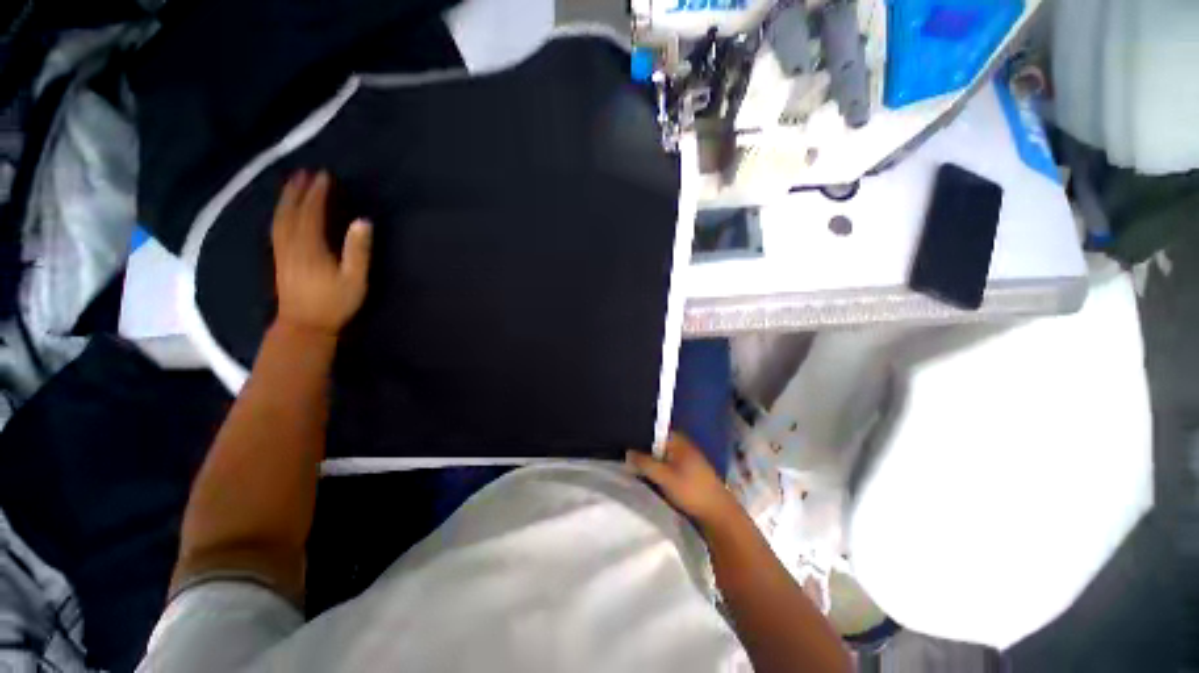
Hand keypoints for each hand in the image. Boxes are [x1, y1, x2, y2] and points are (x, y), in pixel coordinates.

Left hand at [271, 170, 371, 335]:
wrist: (304, 326)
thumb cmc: (334, 303)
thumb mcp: (354, 279)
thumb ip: (358, 250)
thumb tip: (363, 221)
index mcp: (310, 246)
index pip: (311, 213)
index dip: (317, 193)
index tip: (324, 176)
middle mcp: (291, 244)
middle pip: (290, 211)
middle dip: (297, 190)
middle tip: (305, 173)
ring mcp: (282, 251)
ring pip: (280, 218)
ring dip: (286, 199)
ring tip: (293, 185)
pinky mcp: (279, 259)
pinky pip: (276, 228)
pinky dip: (280, 213)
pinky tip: (284, 211)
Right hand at [627, 434, 740, 528]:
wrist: (718, 513)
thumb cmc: (691, 490)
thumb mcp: (664, 477)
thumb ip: (645, 463)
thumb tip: (627, 451)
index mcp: (678, 440)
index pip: (654, 430)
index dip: (638, 434)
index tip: (624, 440)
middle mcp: (682, 444)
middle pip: (656, 442)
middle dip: (642, 448)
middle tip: (625, 455)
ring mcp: (685, 457)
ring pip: (661, 454)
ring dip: (649, 459)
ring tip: (632, 464)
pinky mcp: (687, 470)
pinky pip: (666, 463)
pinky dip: (657, 467)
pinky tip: (648, 474)